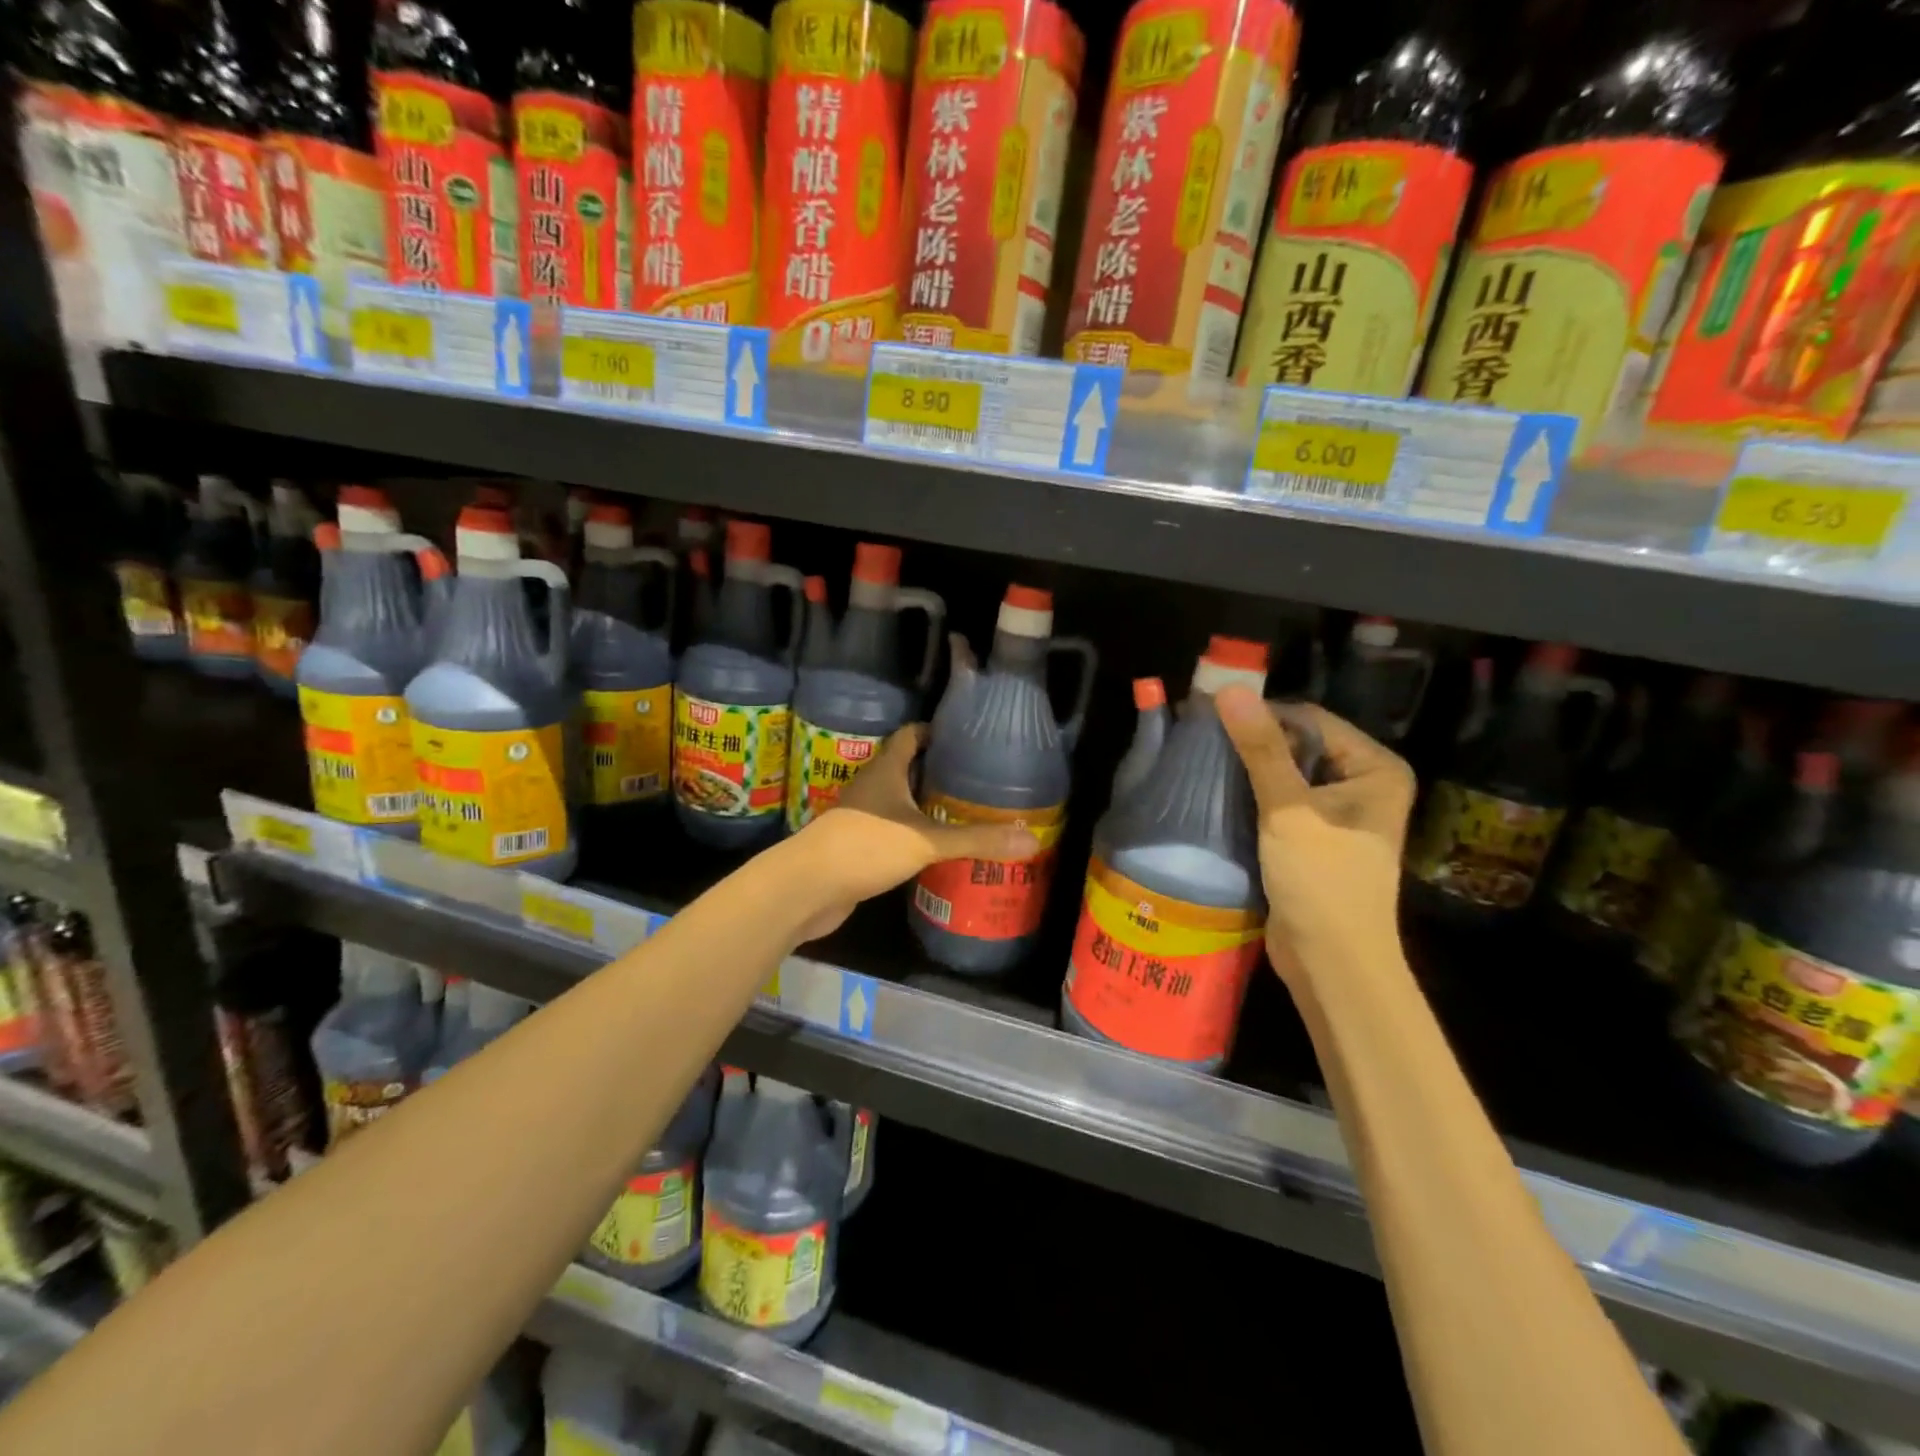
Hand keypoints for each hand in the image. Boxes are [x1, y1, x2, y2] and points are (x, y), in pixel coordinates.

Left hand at [784, 724, 1038, 941]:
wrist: (807, 888)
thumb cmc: (864, 847)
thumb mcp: (926, 841)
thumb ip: (976, 840)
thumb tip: (1031, 839)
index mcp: (884, 771)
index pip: (909, 736)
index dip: (934, 732)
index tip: (965, 738)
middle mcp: (871, 788)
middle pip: (906, 768)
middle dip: (937, 771)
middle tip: (976, 779)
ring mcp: (861, 818)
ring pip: (898, 802)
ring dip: (925, 805)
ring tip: (963, 812)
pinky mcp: (857, 846)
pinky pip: (891, 832)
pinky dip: (912, 834)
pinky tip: (935, 849)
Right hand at [1215, 688, 1415, 987]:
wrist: (1333, 965)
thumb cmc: (1322, 883)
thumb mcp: (1289, 810)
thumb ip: (1261, 749)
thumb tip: (1230, 689)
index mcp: (1374, 769)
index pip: (1310, 720)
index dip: (1261, 714)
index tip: (1208, 713)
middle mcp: (1362, 784)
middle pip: (1298, 745)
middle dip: (1251, 743)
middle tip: (1199, 737)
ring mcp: (1338, 814)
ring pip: (1284, 775)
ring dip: (1247, 770)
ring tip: (1200, 761)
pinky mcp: (1313, 838)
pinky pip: (1279, 802)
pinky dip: (1250, 797)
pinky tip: (1215, 793)